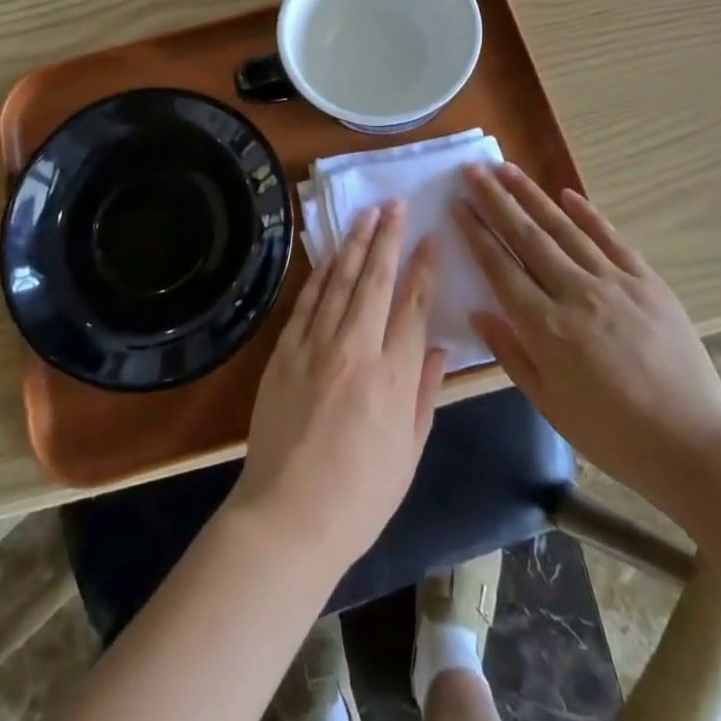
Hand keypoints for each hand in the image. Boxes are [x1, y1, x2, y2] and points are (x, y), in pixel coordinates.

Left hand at [228, 200, 447, 576]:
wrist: (288, 517)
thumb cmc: (360, 495)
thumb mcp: (410, 452)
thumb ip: (425, 394)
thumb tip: (435, 347)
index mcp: (394, 376)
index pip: (414, 304)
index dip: (425, 266)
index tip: (432, 238)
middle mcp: (356, 348)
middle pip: (376, 279)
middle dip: (388, 237)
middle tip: (395, 204)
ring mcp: (315, 345)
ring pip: (340, 280)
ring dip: (354, 243)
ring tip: (367, 214)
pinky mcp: (285, 351)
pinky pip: (306, 301)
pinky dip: (320, 272)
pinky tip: (329, 253)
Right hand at [457, 163, 720, 519]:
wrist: (695, 445)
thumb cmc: (613, 434)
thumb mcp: (549, 404)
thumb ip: (511, 354)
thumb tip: (478, 312)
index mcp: (547, 327)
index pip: (500, 267)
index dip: (476, 233)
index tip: (457, 204)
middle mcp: (576, 293)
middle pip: (527, 236)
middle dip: (496, 200)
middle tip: (473, 170)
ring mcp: (615, 282)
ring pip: (564, 228)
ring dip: (533, 196)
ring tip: (507, 169)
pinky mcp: (647, 281)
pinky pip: (611, 238)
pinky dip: (588, 214)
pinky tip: (567, 195)